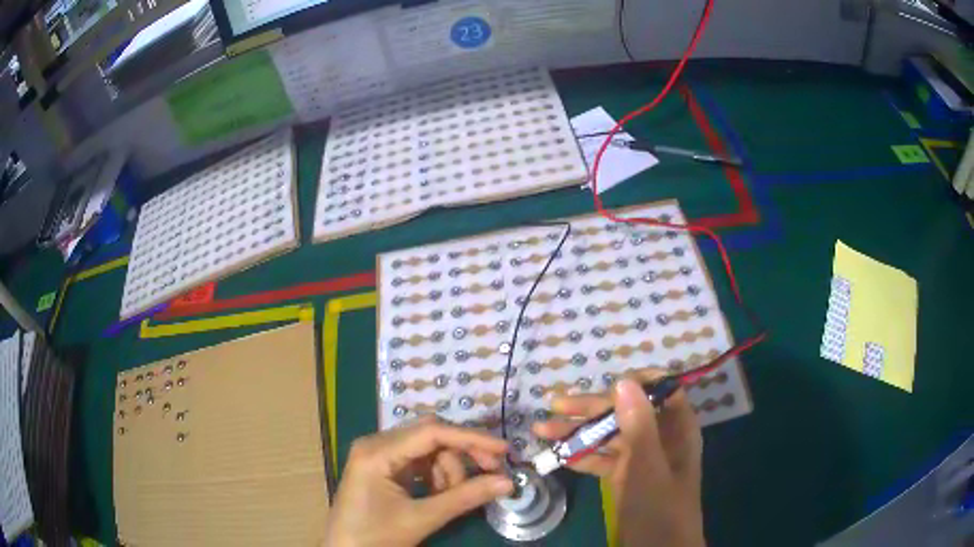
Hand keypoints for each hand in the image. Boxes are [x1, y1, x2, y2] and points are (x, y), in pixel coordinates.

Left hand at [325, 416, 513, 546]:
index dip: (471, 439)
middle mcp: (375, 444)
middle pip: (431, 436)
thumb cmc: (376, 537)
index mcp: (377, 451)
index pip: (432, 432)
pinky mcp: (381, 467)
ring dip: (448, 470)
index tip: (504, 450)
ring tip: (452, 497)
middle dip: (461, 456)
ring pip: (427, 449)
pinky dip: (435, 476)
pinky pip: (418, 461)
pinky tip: (440, 495)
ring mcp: (377, 455)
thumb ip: (465, 498)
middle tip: (491, 474)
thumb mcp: (422, 518)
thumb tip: (507, 482)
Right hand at [533, 371, 704, 546]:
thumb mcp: (648, 468)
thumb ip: (639, 426)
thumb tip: (624, 381)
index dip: (635, 382)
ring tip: (541, 429)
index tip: (604, 382)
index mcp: (676, 429)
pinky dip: (581, 456)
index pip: (660, 390)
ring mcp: (640, 458)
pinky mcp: (624, 476)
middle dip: (591, 408)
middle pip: (626, 412)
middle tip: (555, 406)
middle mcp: (659, 438)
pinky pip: (602, 459)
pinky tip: (557, 456)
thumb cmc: (660, 509)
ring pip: (609, 435)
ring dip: (578, 432)